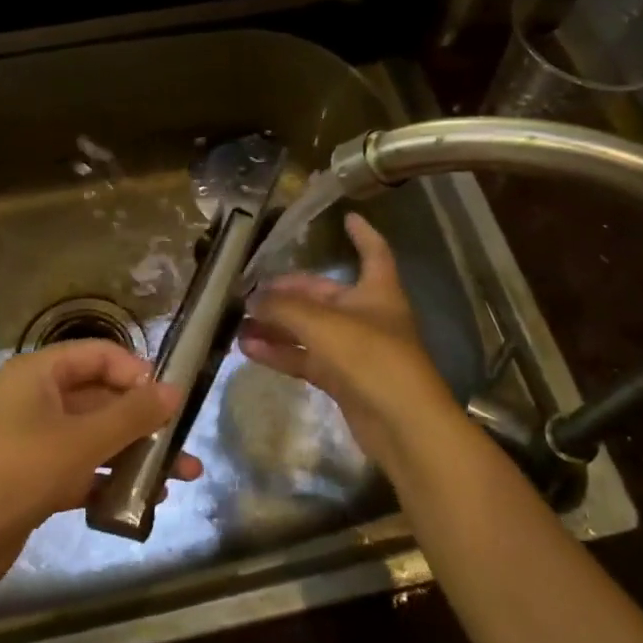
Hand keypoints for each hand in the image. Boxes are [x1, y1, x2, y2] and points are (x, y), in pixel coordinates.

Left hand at [0, 341, 200, 595]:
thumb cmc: (13, 472)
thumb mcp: (79, 441)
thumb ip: (131, 415)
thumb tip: (176, 390)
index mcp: (39, 373)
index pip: (99, 356)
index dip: (137, 373)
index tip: (170, 402)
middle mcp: (36, 399)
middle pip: (100, 399)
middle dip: (144, 424)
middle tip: (184, 448)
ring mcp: (33, 441)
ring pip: (94, 438)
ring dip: (133, 456)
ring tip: (177, 480)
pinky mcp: (32, 479)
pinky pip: (80, 470)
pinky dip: (108, 482)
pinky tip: (141, 503)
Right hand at [237, 212, 461, 470]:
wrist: (403, 425)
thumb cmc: (372, 357)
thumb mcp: (323, 324)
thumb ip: (283, 308)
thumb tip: (250, 299)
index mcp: (377, 291)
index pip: (374, 252)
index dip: (362, 234)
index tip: (347, 217)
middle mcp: (367, 316)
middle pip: (323, 295)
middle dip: (287, 293)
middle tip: (250, 291)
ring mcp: (354, 350)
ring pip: (309, 330)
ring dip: (276, 325)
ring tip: (238, 322)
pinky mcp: (342, 380)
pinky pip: (305, 358)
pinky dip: (280, 352)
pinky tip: (249, 349)